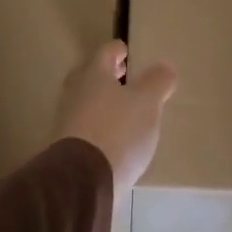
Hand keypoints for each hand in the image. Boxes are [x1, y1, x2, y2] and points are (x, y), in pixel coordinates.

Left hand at [54, 40, 178, 193]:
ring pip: (87, 102)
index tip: (128, 52)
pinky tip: (115, 139)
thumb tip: (164, 68)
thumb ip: (157, 82)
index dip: (119, 50)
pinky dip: (100, 126)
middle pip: (92, 76)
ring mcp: (67, 121)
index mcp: (93, 74)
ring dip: (104, 102)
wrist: (82, 181)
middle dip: (109, 76)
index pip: (106, 52)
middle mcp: (75, 92)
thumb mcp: (147, 103)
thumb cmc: (117, 131)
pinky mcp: (67, 148)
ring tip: (126, 110)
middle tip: (125, 77)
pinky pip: (86, 128)